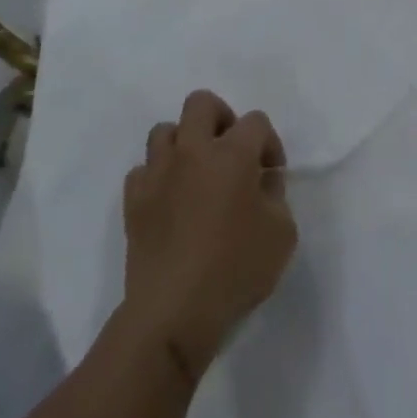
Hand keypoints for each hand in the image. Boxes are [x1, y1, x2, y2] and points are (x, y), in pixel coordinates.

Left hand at [120, 90, 296, 382]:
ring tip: (197, 172)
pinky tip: (171, 200)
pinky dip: (158, 176)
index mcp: (232, 154)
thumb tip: (261, 181)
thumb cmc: (236, 270)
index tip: (271, 174)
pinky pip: (143, 169)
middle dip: (221, 118)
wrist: (173, 314)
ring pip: (165, 130)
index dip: (269, 143)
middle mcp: (193, 152)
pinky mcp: (133, 201)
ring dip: (185, 143)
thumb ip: (276, 195)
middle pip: (201, 103)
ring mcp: (158, 174)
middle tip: (231, 151)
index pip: (256, 121)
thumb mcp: (283, 233)